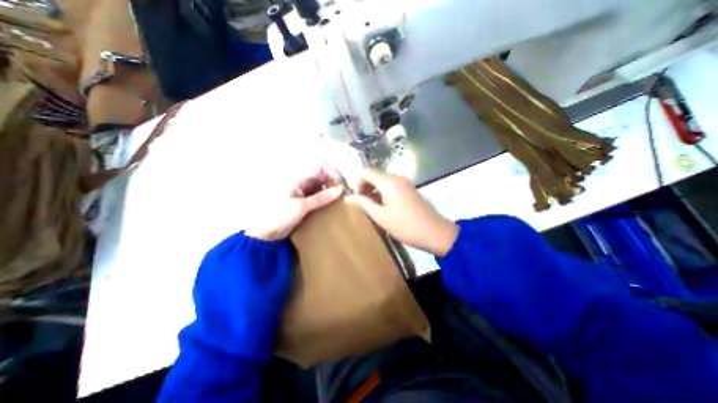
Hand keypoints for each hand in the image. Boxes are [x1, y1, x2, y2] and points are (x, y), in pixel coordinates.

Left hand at [247, 168, 344, 240]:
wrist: (266, 234)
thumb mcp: (302, 207)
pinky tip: (334, 205)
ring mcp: (305, 193)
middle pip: (323, 177)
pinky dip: (328, 198)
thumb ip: (322, 198)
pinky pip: (320, 196)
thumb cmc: (280, 217)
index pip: (321, 168)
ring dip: (333, 191)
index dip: (333, 173)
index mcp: (299, 180)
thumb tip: (340, 189)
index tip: (342, 184)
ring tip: (342, 199)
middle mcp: (303, 183)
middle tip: (346, 193)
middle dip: (335, 182)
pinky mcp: (306, 202)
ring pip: (323, 187)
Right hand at [348, 168, 459, 256]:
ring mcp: (405, 182)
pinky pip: (391, 184)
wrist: (434, 232)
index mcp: (389, 182)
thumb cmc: (405, 226)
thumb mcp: (380, 216)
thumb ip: (363, 203)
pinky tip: (384, 205)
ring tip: (373, 206)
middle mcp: (397, 177)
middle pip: (375, 174)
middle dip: (365, 186)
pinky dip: (383, 191)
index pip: (366, 171)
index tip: (357, 197)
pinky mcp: (409, 188)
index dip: (357, 182)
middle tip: (363, 203)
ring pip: (382, 180)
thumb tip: (348, 197)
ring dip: (374, 189)